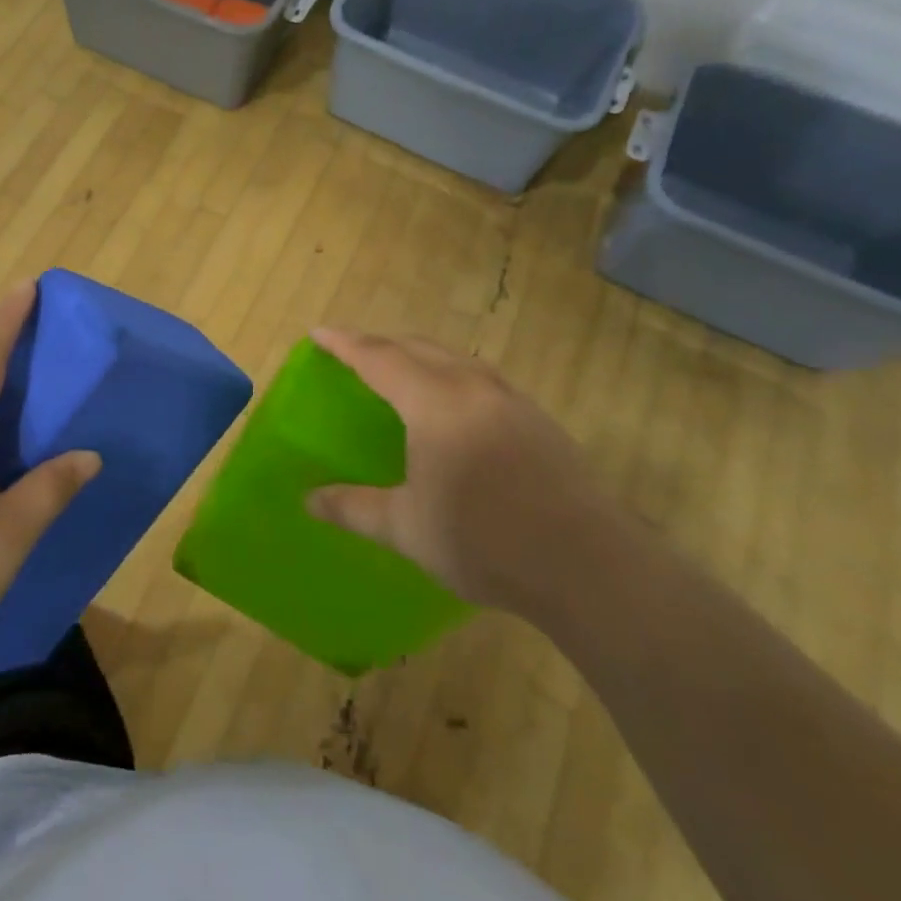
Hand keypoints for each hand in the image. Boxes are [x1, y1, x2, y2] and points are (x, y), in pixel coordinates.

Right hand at [305, 328, 621, 617]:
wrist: (590, 567)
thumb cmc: (486, 542)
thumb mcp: (407, 529)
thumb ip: (354, 508)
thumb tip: (309, 500)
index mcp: (436, 403)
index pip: (380, 358)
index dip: (345, 344)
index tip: (318, 333)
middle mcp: (474, 388)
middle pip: (420, 348)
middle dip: (381, 344)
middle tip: (353, 353)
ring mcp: (513, 402)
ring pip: (456, 360)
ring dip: (421, 356)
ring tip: (400, 372)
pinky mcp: (540, 422)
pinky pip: (482, 380)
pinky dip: (452, 376)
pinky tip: (454, 407)